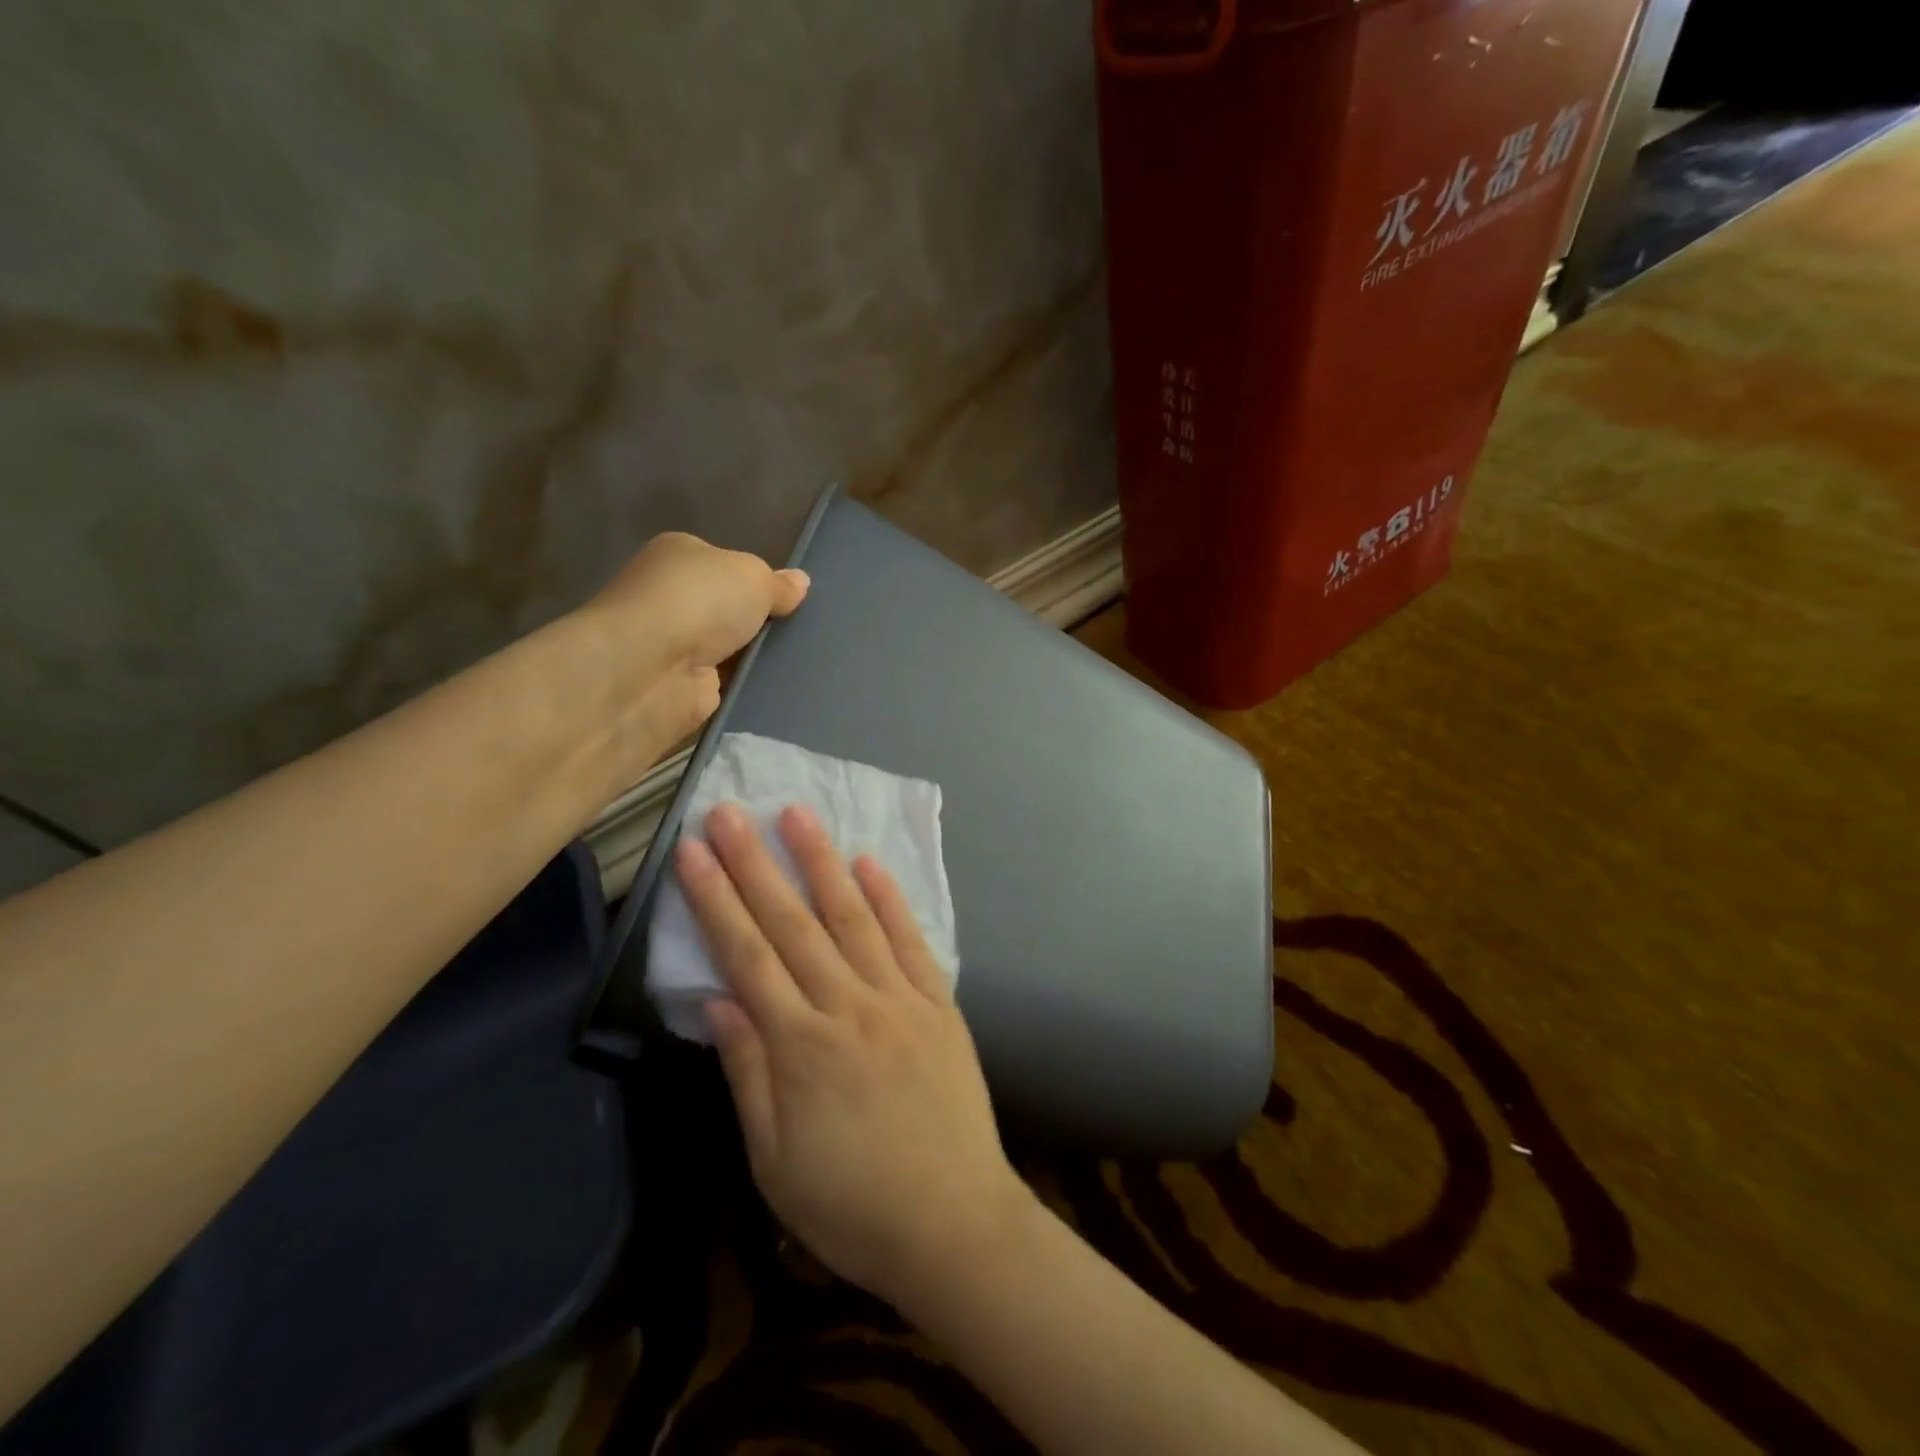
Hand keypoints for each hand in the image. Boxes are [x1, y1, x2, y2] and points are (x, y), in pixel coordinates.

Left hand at [580, 532, 808, 770]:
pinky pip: (729, 683)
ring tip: (802, 660)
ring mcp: (675, 644)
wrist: (650, 670)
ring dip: (756, 655)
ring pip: (731, 648)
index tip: (790, 598)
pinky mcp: (683, 687)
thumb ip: (778, 584)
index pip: (724, 563)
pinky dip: (748, 685)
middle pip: (728, 608)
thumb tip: (799, 583)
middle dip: (760, 620)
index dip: (757, 579)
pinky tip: (782, 687)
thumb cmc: (698, 603)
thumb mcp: (753, 576)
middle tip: (803, 630)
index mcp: (679, 555)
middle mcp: (670, 597)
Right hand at [674, 803, 1034, 1309]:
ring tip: (798, 814)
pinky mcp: (939, 1003)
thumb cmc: (853, 1204)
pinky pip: (911, 941)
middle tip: (731, 812)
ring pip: (852, 917)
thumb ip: (748, 1073)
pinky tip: (870, 864)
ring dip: (822, 862)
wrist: (954, 1223)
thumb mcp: (775, 1161)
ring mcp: (900, 998)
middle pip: (793, 923)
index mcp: (801, 1046)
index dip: (716, 900)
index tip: (693, 852)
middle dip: (756, 864)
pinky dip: (890, 899)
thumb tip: (720, 1001)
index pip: (747, 955)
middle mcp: (849, 1006)